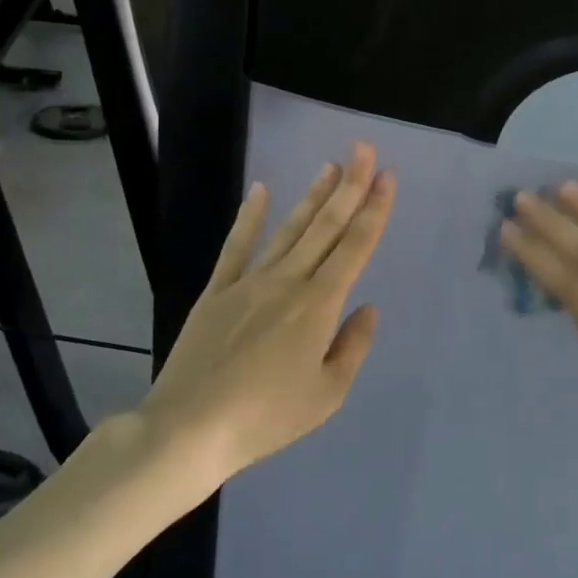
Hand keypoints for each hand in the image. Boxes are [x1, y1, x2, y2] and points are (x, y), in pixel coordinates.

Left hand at [138, 143, 394, 485]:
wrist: (190, 428)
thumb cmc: (266, 417)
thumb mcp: (326, 395)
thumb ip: (352, 347)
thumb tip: (368, 308)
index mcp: (319, 306)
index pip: (355, 247)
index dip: (374, 210)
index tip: (387, 177)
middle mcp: (288, 282)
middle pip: (325, 227)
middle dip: (349, 186)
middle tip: (364, 150)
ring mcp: (249, 282)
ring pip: (289, 229)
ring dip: (313, 196)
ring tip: (329, 165)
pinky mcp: (217, 291)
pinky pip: (237, 246)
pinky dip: (249, 217)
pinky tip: (260, 190)